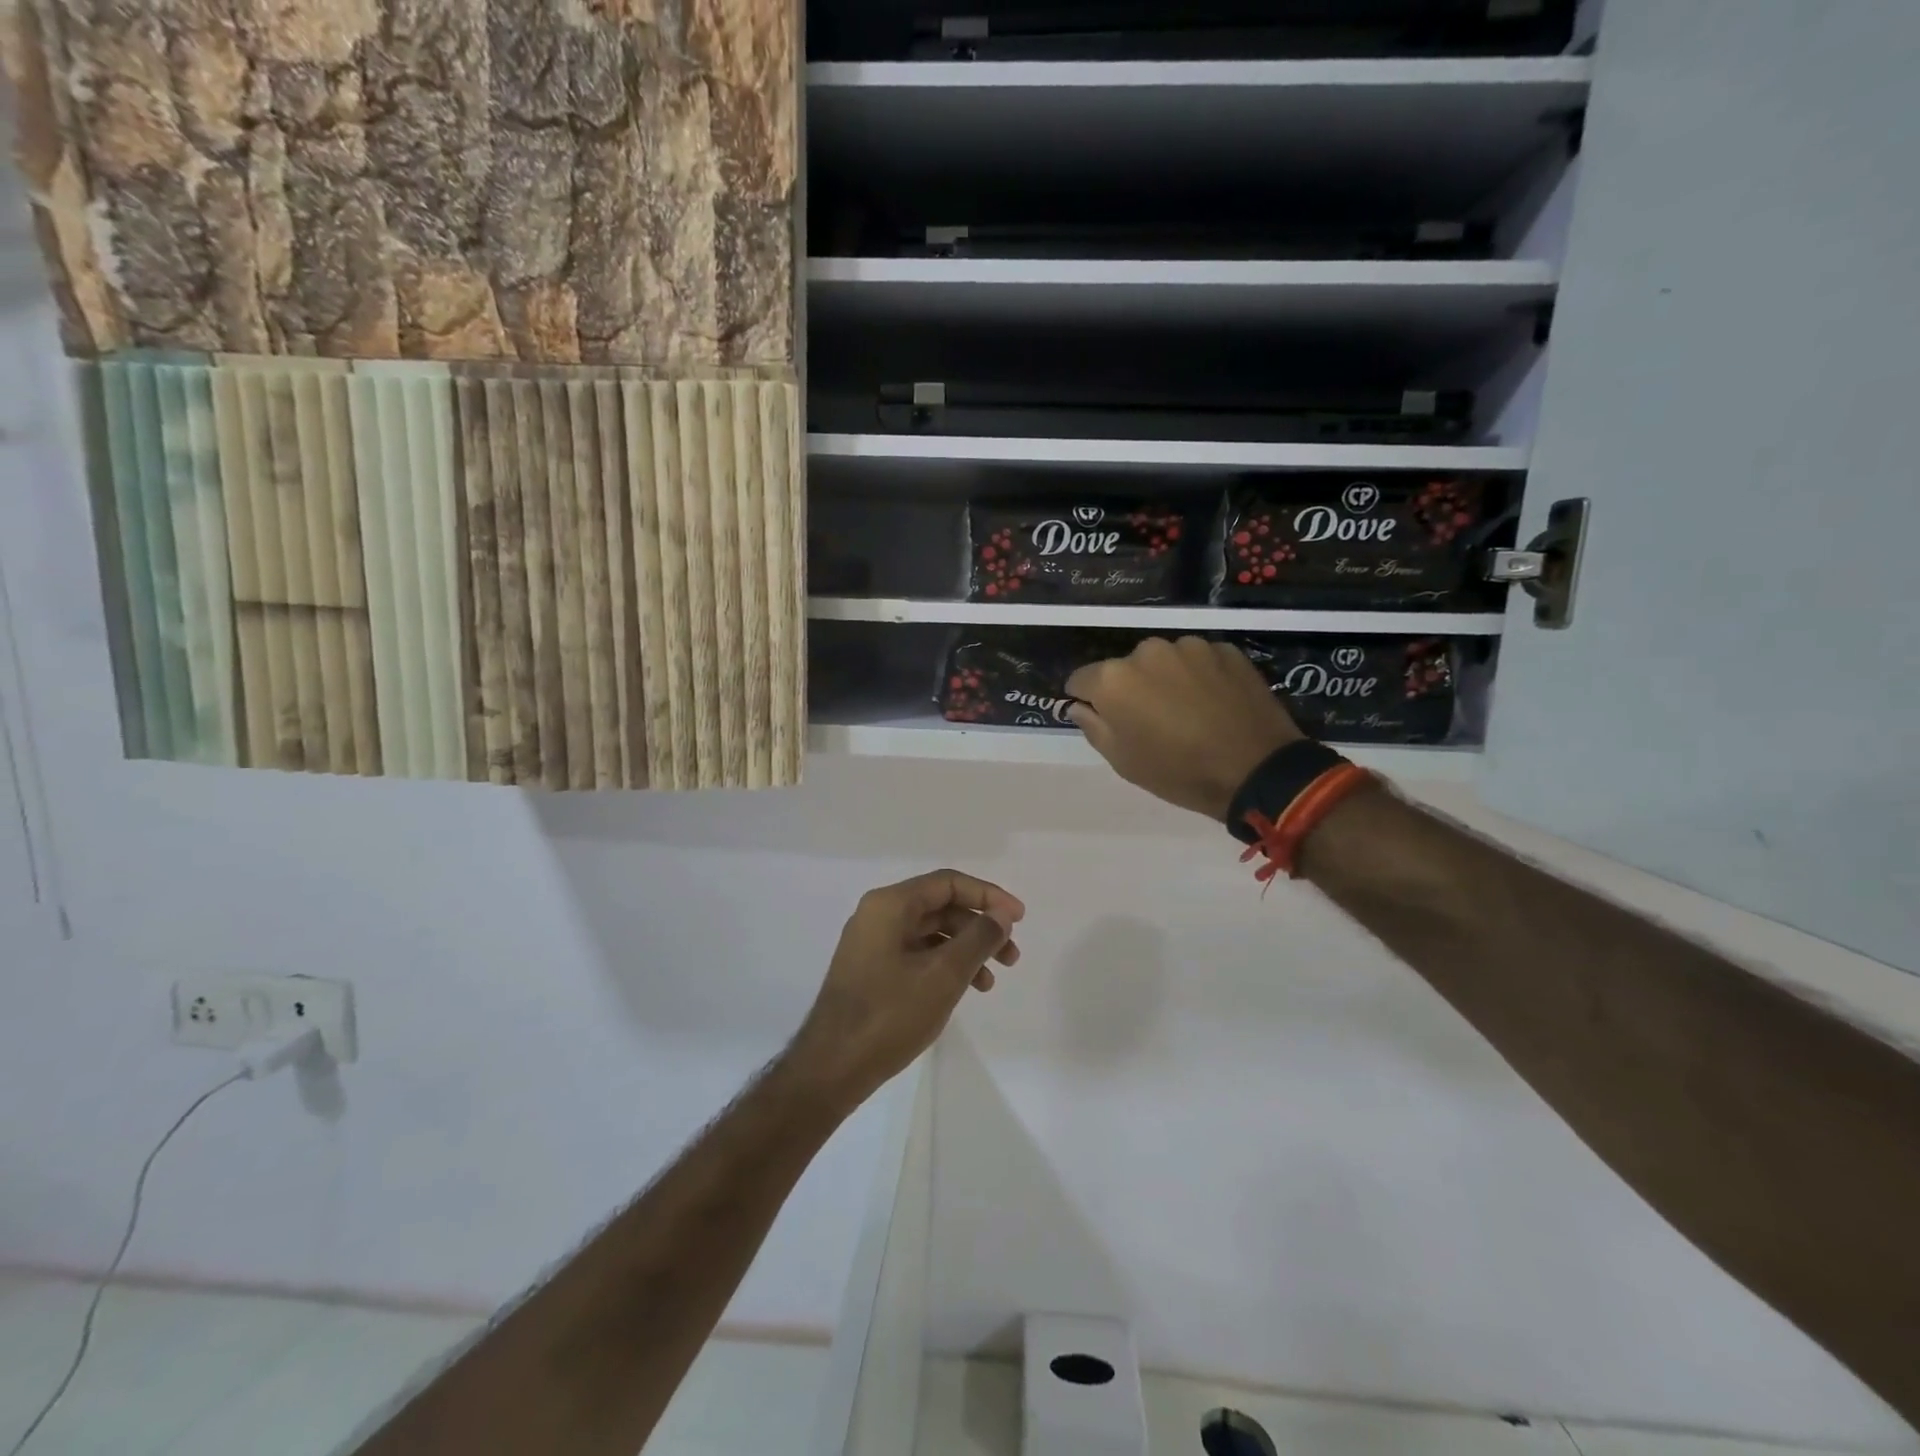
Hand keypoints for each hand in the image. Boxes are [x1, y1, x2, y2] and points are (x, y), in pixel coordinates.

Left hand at [787, 870, 1024, 1110]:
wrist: (831, 1068)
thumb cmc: (889, 1015)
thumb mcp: (943, 975)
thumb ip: (978, 939)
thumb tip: (1001, 915)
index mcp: (890, 905)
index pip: (948, 883)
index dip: (988, 896)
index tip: (1019, 918)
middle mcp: (878, 915)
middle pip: (940, 906)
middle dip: (980, 927)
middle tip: (1011, 956)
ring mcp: (872, 943)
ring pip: (931, 932)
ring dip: (965, 949)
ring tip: (990, 981)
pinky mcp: (872, 969)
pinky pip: (917, 953)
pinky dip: (944, 965)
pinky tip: (962, 990)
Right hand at [1066, 636, 1300, 820]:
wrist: (1257, 769)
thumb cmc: (1179, 772)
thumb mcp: (1124, 762)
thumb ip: (1094, 727)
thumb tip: (1080, 706)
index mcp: (1114, 679)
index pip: (1082, 679)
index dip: (1087, 699)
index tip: (1100, 716)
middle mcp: (1147, 651)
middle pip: (1125, 667)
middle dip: (1131, 688)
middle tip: (1150, 720)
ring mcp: (1190, 646)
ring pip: (1164, 661)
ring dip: (1166, 679)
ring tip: (1187, 710)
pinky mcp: (1225, 649)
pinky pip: (1199, 661)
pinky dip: (1199, 677)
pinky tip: (1214, 703)